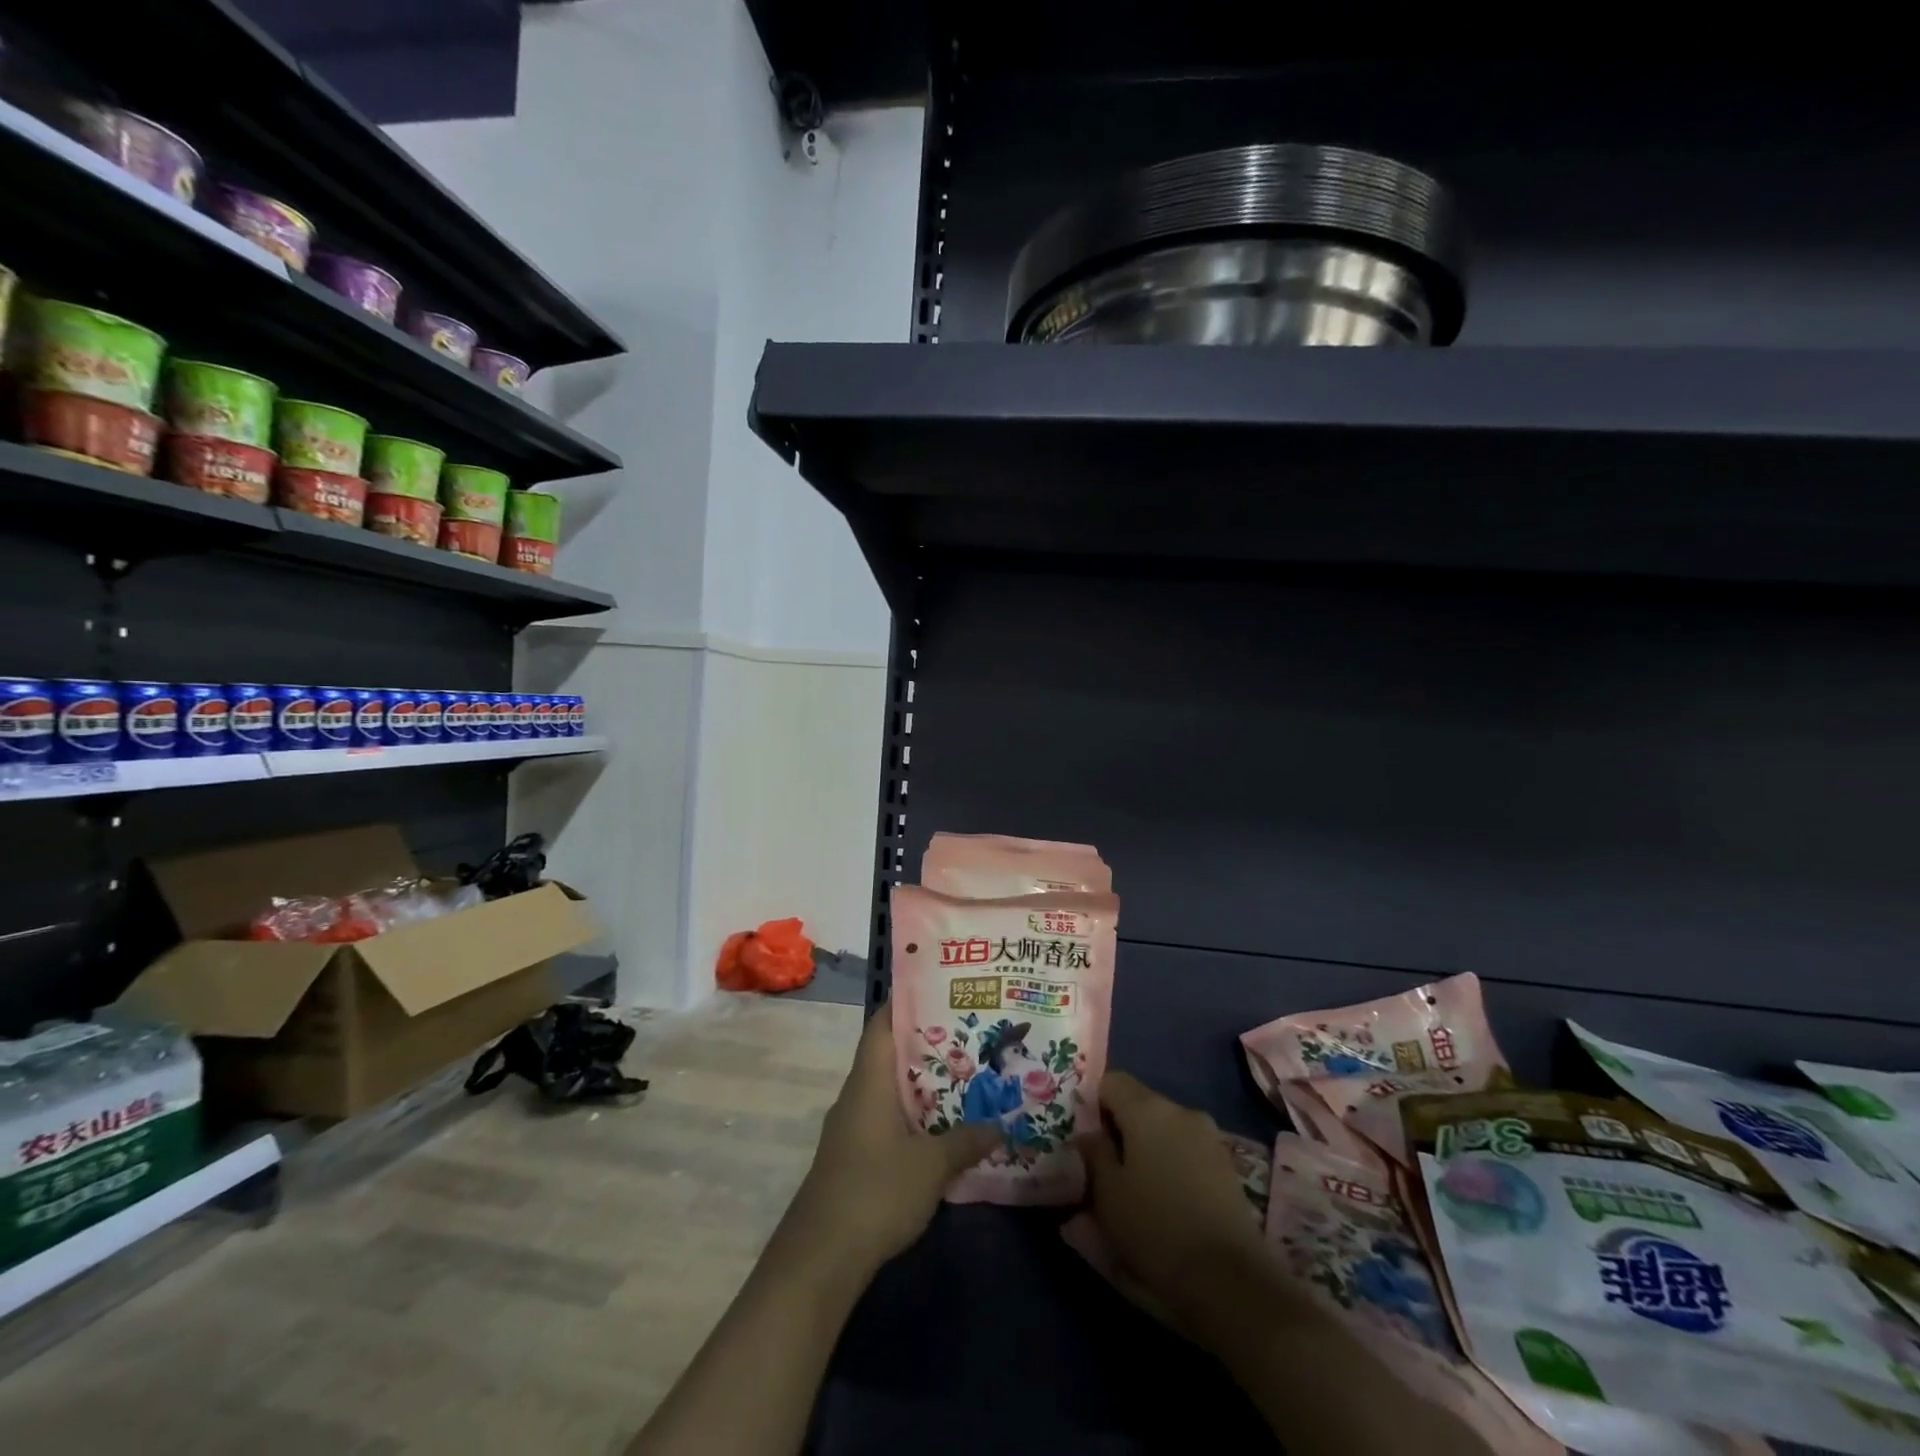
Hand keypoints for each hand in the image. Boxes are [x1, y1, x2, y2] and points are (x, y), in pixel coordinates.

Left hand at [781, 1001, 999, 1273]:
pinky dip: (914, 1114)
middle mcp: (857, 1094)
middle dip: (928, 1044)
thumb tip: (999, 1125)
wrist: (821, 1258)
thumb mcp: (931, 1166)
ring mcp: (853, 1126)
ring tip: (966, 1075)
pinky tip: (943, 1126)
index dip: (908, 1003)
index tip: (942, 992)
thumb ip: (965, 1141)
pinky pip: (888, 1118)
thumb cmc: (875, 1192)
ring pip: (891, 1089)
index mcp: (869, 1081)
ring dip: (923, 1083)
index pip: (883, 1024)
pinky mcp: (855, 1155)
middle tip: (971, 1034)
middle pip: (891, 1054)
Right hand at [1076, 1071, 1268, 1338]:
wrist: (1232, 1282)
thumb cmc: (1157, 1230)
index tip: (1084, 1137)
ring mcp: (1209, 1137)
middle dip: (1120, 1129)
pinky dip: (1171, 1165)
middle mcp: (1181, 1111)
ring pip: (1164, 1130)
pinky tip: (1166, 1201)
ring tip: (1136, 1190)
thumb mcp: (1108, 1195)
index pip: (1111, 1081)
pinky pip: (1186, 1151)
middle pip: (1139, 1104)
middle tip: (1104, 1168)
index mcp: (1147, 1108)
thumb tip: (1089, 1135)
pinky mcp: (1227, 1166)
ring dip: (1147, 1149)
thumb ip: (1094, 1154)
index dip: (1093, 1103)